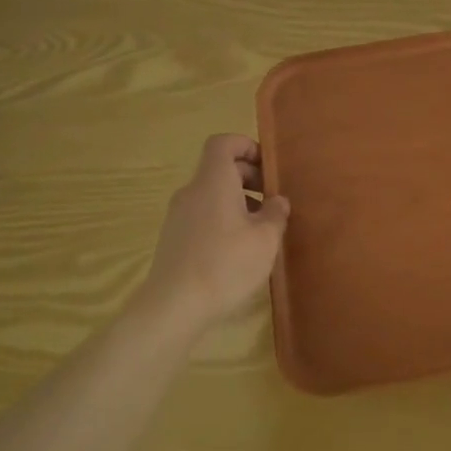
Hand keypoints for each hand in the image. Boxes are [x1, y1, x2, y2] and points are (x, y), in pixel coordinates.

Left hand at [140, 134, 290, 332]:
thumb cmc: (225, 264)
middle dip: (249, 178)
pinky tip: (238, 250)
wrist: (173, 308)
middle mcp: (192, 192)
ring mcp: (178, 216)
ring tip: (259, 229)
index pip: (223, 143)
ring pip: (212, 194)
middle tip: (272, 201)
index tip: (268, 168)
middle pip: (219, 169)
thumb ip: (275, 213)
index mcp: (213, 181)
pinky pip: (202, 215)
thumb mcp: (265, 239)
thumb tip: (277, 201)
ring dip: (237, 201)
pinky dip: (222, 220)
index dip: (246, 146)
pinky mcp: (173, 240)